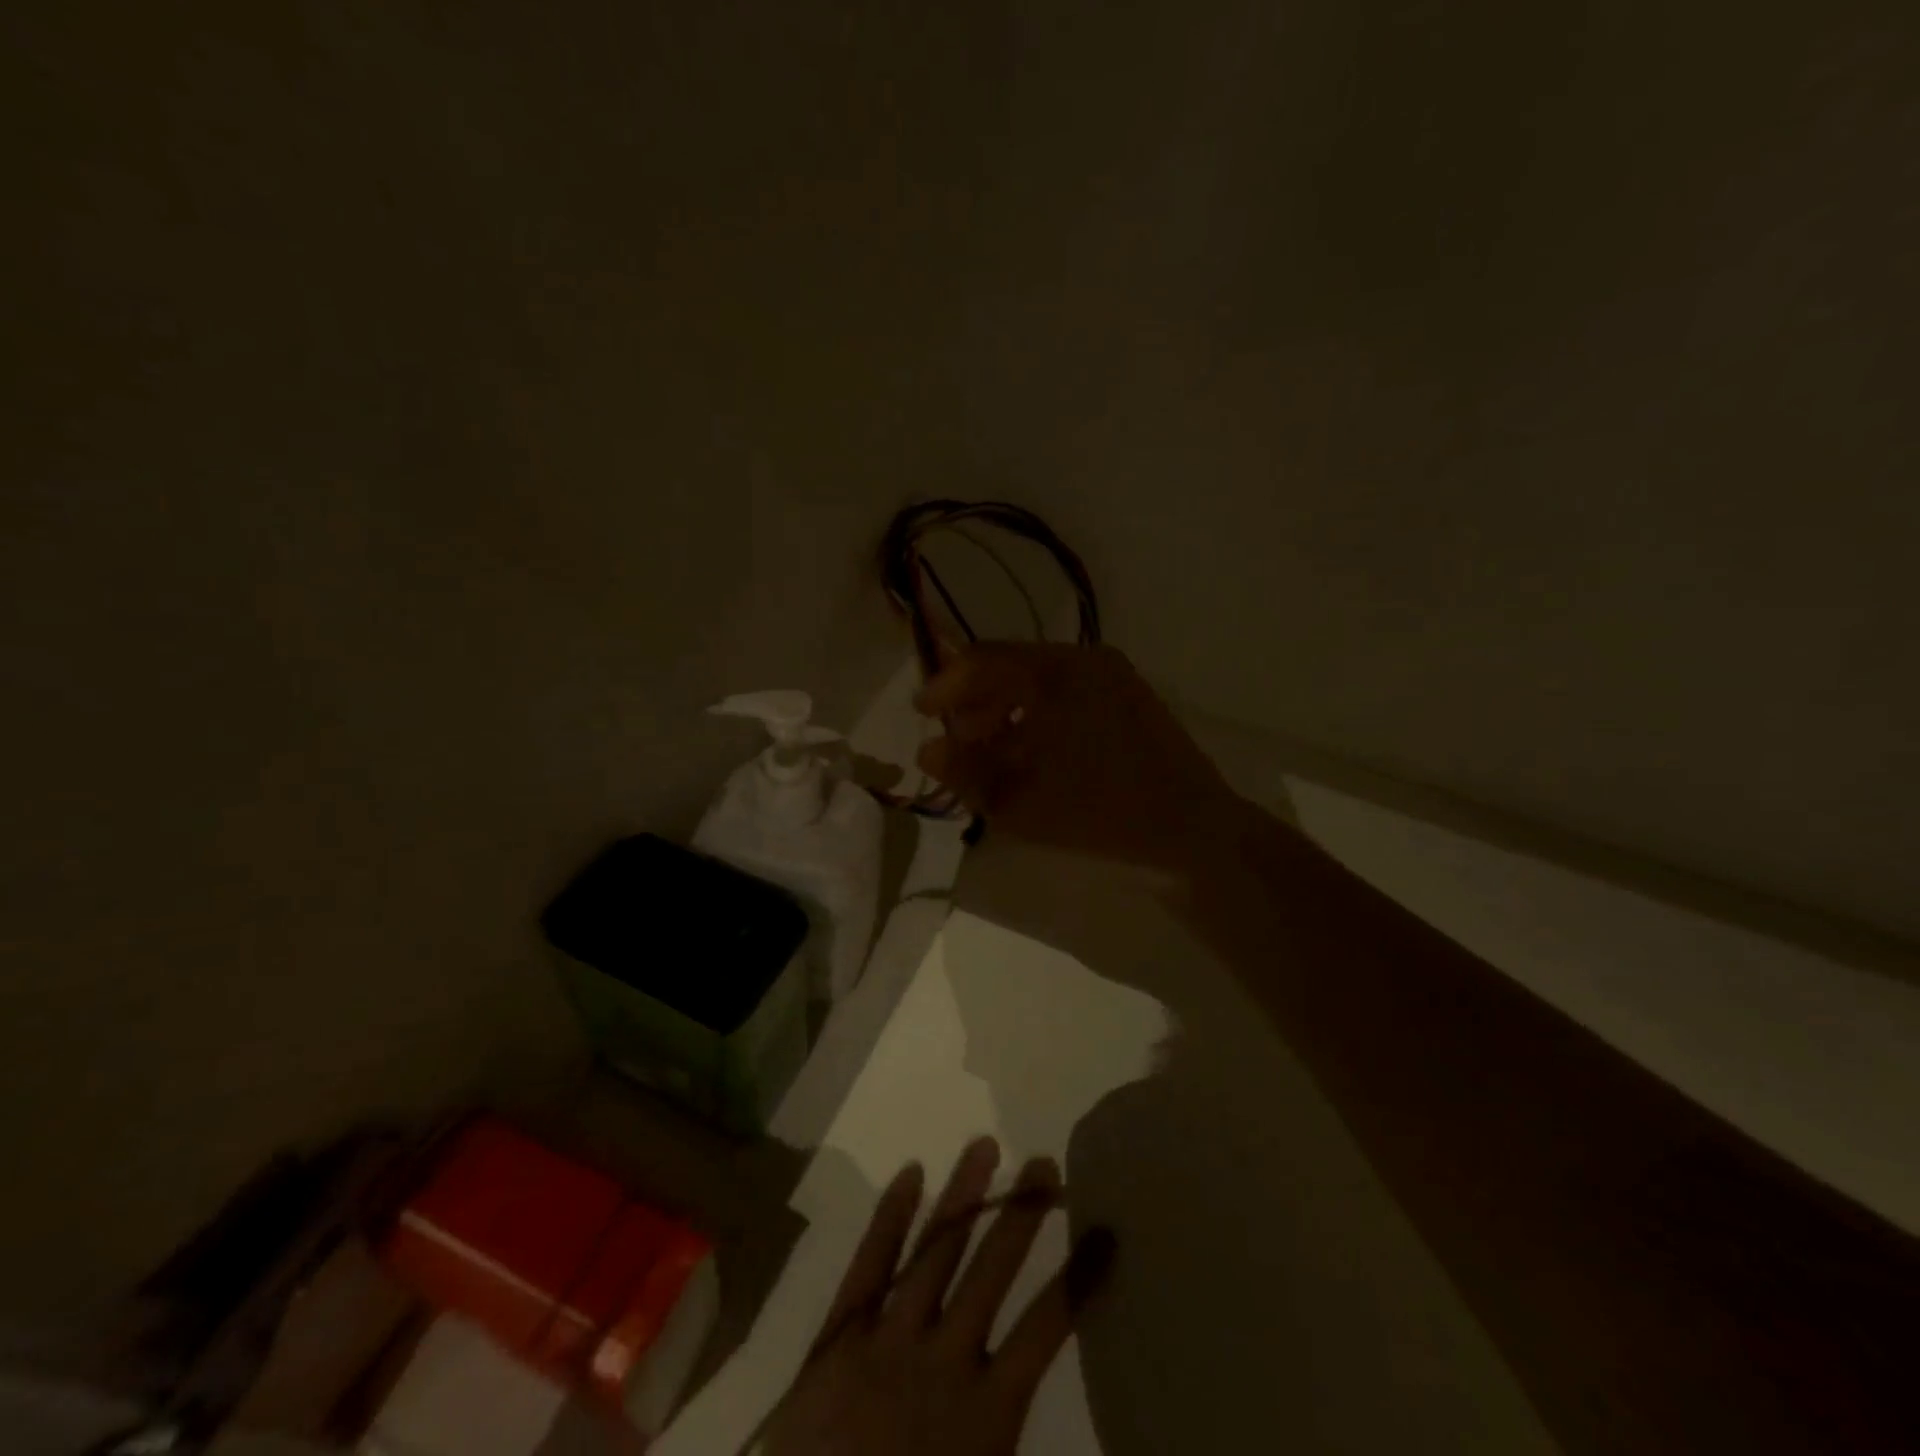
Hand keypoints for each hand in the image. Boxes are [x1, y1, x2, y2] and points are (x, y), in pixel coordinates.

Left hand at [763, 1138, 1116, 1455]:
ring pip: (935, 1250)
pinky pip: (868, 1265)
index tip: (1106, 1233)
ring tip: (985, 1145)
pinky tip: (910, 1174)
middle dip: (1020, 1214)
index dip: (1080, 1280)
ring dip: (962, 1195)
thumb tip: (1035, 1385)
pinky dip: (889, 1218)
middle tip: (1044, 1162)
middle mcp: (942, 1360)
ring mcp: (887, 1339)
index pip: (1045, 1330)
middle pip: (990, 1270)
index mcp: (986, 1414)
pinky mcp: (838, 1335)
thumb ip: (1010, 1439)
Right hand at [915, 643, 1246, 875]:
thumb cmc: (1100, 814)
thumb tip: (928, 751)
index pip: (982, 661)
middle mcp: (1085, 662)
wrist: (1193, 834)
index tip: (922, 712)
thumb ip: (966, 773)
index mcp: (1055, 674)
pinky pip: (1068, 695)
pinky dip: (1039, 717)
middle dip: (977, 702)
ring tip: (989, 752)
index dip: (946, 685)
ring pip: (1040, 682)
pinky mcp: (1130, 699)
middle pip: (1011, 667)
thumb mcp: (1020, 802)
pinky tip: (1030, 755)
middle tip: (956, 738)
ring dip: (1007, 711)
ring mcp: (1113, 678)